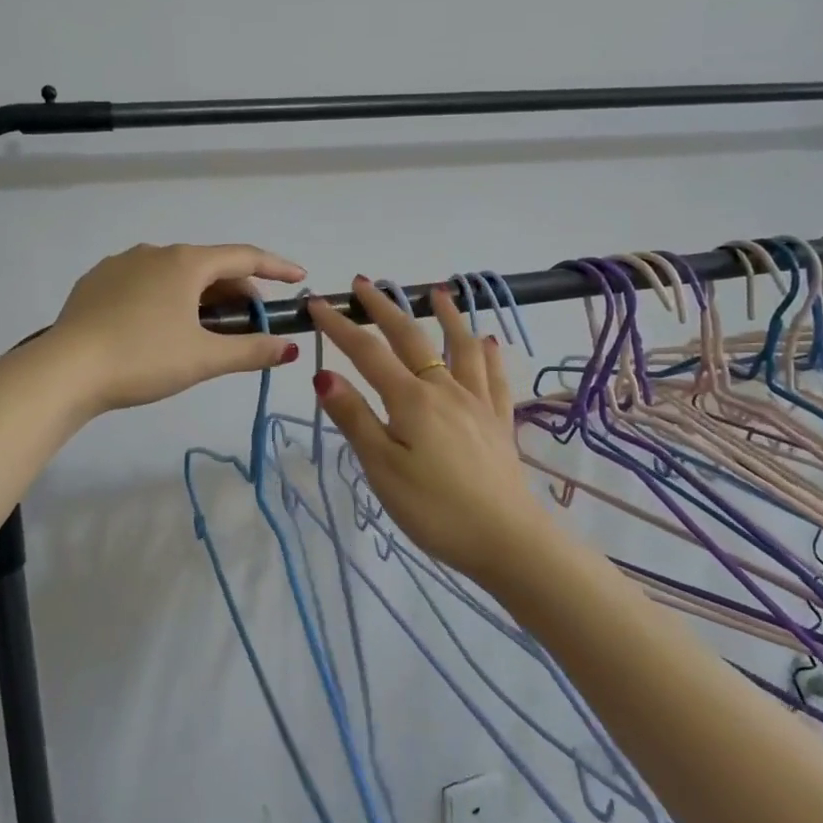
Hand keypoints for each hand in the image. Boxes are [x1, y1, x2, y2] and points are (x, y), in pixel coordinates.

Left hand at [51, 243, 305, 414]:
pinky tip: (161, 327)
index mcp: (186, 263)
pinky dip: (167, 298)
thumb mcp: (204, 358)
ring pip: (176, 274)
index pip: (244, 257)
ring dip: (201, 296)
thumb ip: (251, 351)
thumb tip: (290, 349)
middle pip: (210, 266)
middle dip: (237, 291)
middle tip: (251, 323)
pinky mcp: (97, 282)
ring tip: (207, 329)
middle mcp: (155, 252)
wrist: (65, 370)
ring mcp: (121, 264)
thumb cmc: (143, 359)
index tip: (299, 278)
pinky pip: (146, 283)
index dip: (276, 268)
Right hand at [308, 279, 557, 583]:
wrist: (506, 539)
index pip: (367, 353)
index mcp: (411, 400)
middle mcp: (444, 389)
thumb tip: (323, 375)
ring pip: (460, 347)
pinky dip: (488, 354)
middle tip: (364, 283)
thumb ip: (355, 419)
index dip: (340, 326)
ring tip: (437, 292)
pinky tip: (488, 342)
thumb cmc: (435, 509)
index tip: (316, 302)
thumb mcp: (382, 469)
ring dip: (446, 316)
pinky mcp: (499, 421)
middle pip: (411, 338)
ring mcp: (477, 402)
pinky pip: (494, 377)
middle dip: (384, 308)